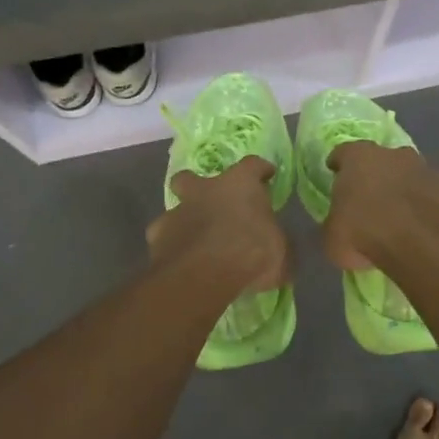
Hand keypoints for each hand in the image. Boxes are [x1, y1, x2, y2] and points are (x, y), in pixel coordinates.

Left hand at [146, 155, 289, 294]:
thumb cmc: (251, 252)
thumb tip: (280, 252)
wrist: (205, 273)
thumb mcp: (281, 253)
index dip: (260, 170)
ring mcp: (177, 212)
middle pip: (192, 177)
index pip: (252, 165)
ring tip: (194, 243)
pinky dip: (171, 248)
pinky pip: (164, 239)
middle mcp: (204, 190)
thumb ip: (277, 246)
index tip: (266, 175)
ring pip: (175, 210)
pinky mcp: (157, 237)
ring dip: (184, 222)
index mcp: (240, 184)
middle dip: (197, 186)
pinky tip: (180, 262)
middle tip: (209, 203)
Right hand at [322, 143, 438, 271]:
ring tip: (410, 224)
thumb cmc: (365, 234)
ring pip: (421, 180)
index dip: (340, 163)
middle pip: (388, 161)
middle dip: (383, 177)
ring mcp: (435, 172)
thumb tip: (339, 226)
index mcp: (361, 158)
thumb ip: (336, 224)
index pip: (344, 152)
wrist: (421, 246)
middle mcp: (400, 156)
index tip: (336, 173)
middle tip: (376, 203)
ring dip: (415, 195)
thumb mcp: (332, 237)